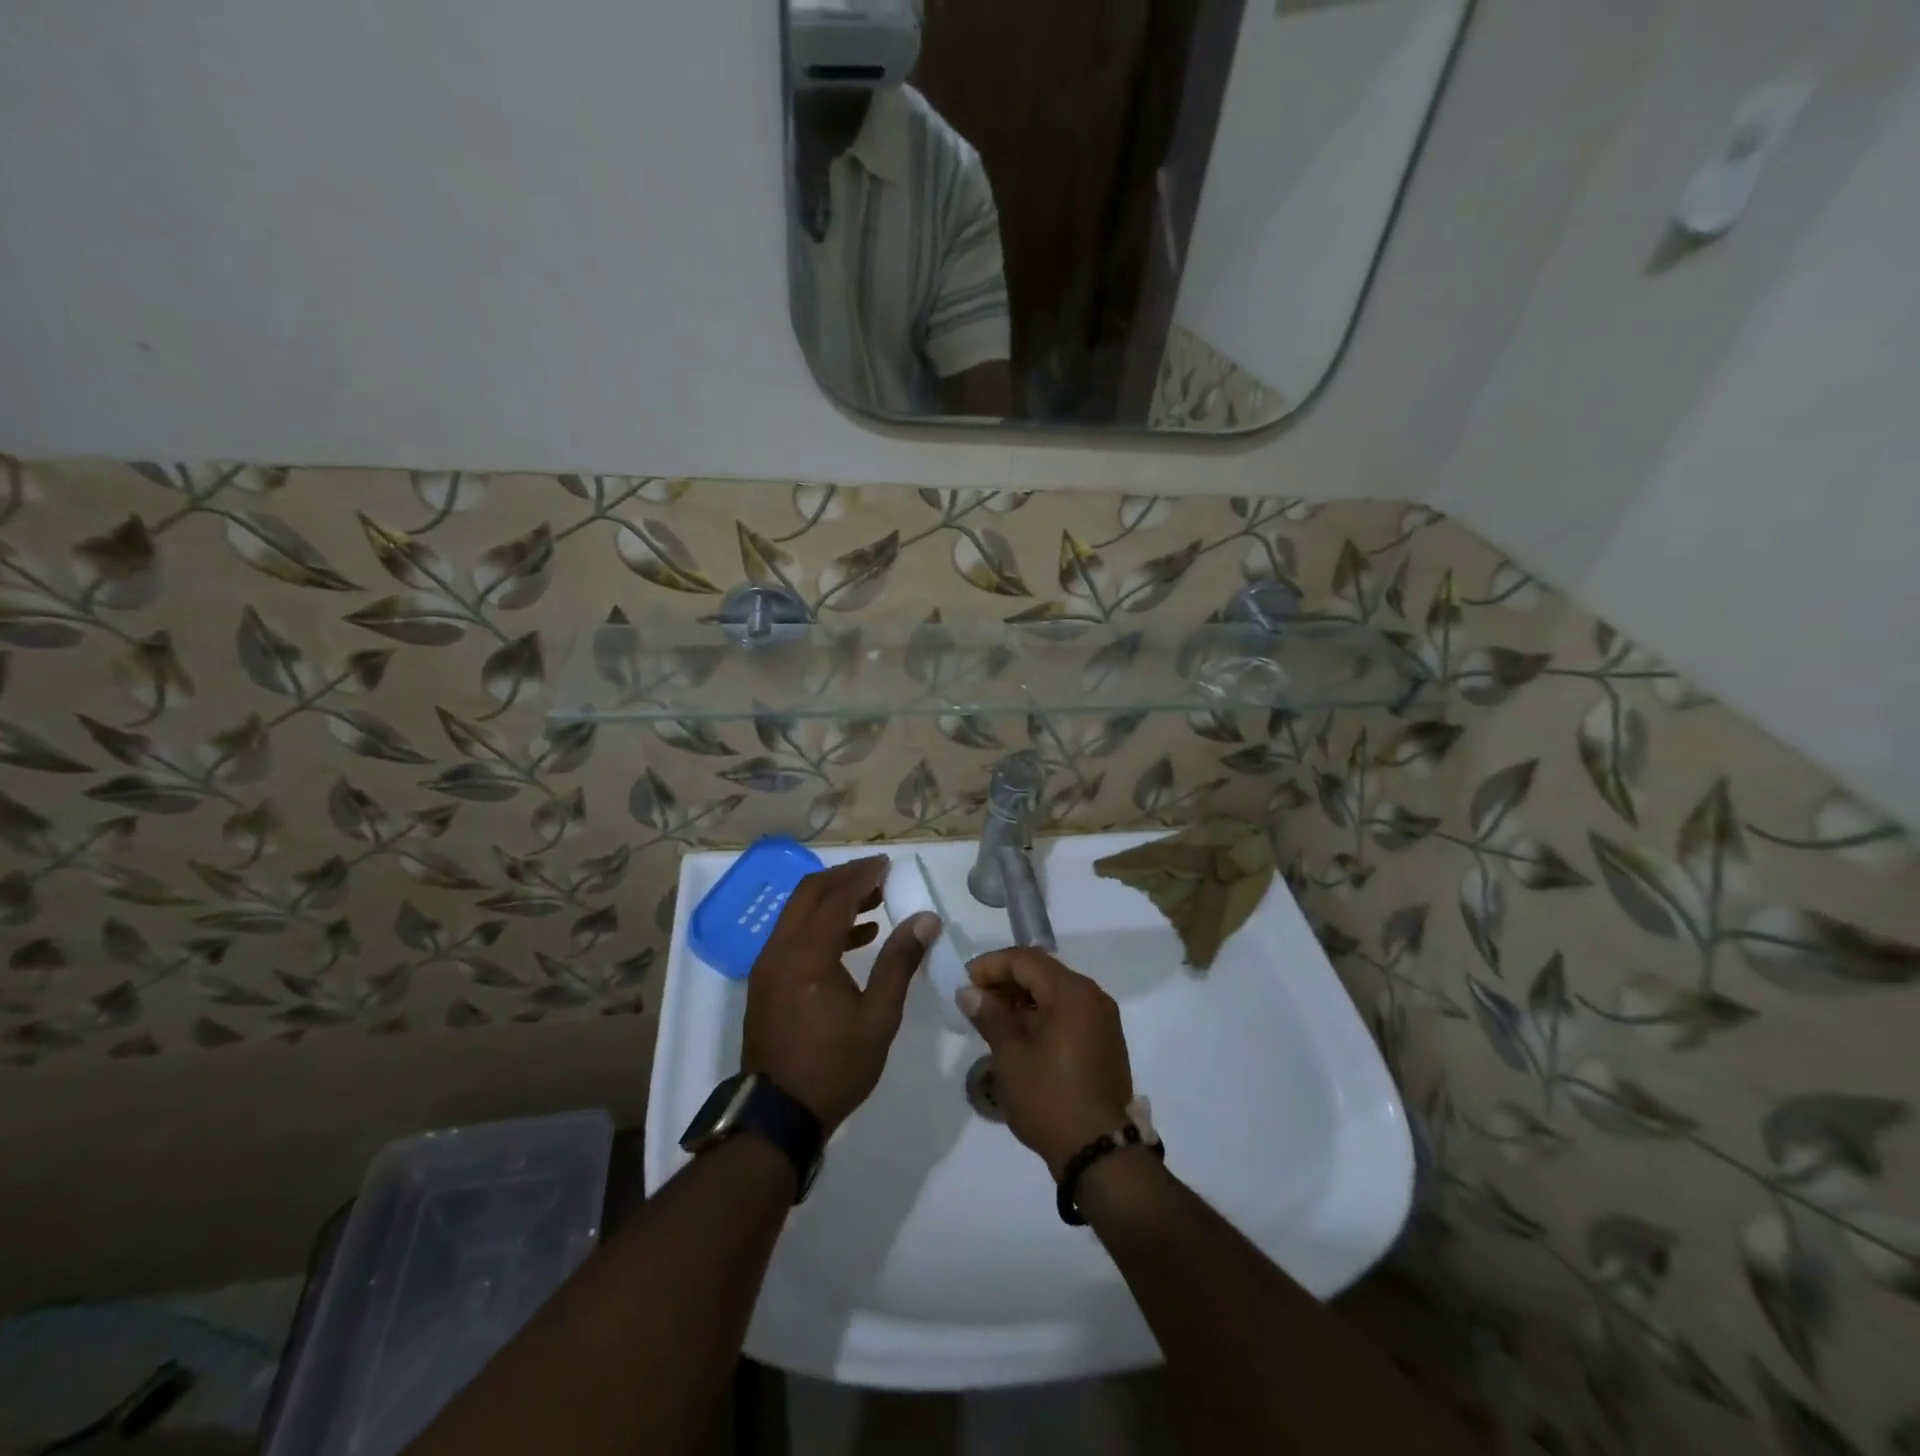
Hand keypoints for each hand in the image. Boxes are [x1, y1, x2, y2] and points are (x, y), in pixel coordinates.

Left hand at [742, 856, 936, 1134]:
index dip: (863, 875)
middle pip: (809, 893)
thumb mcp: (879, 1016)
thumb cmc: (835, 1066)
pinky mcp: (765, 981)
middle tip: (878, 876)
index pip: (836, 896)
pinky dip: (819, 924)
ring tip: (873, 904)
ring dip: (832, 900)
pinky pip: (792, 934)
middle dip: (845, 878)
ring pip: (797, 912)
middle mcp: (780, 949)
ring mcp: (767, 965)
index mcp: (808, 954)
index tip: (888, 865)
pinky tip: (854, 939)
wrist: (778, 1114)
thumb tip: (925, 919)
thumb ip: (900, 961)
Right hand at [958, 948, 1133, 1179]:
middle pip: (1043, 971)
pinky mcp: (1105, 1040)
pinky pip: (1069, 1011)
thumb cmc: (1050, 1099)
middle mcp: (1092, 996)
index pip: (1025, 960)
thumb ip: (990, 1016)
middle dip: (1006, 980)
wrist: (1100, 1153)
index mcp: (1072, 992)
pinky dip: (1042, 1014)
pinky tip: (1019, 1034)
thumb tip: (969, 991)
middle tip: (975, 1000)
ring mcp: (1102, 1018)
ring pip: (1056, 992)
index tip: (964, 982)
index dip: (991, 965)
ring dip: (1022, 998)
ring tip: (992, 1018)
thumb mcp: (1011, 1057)